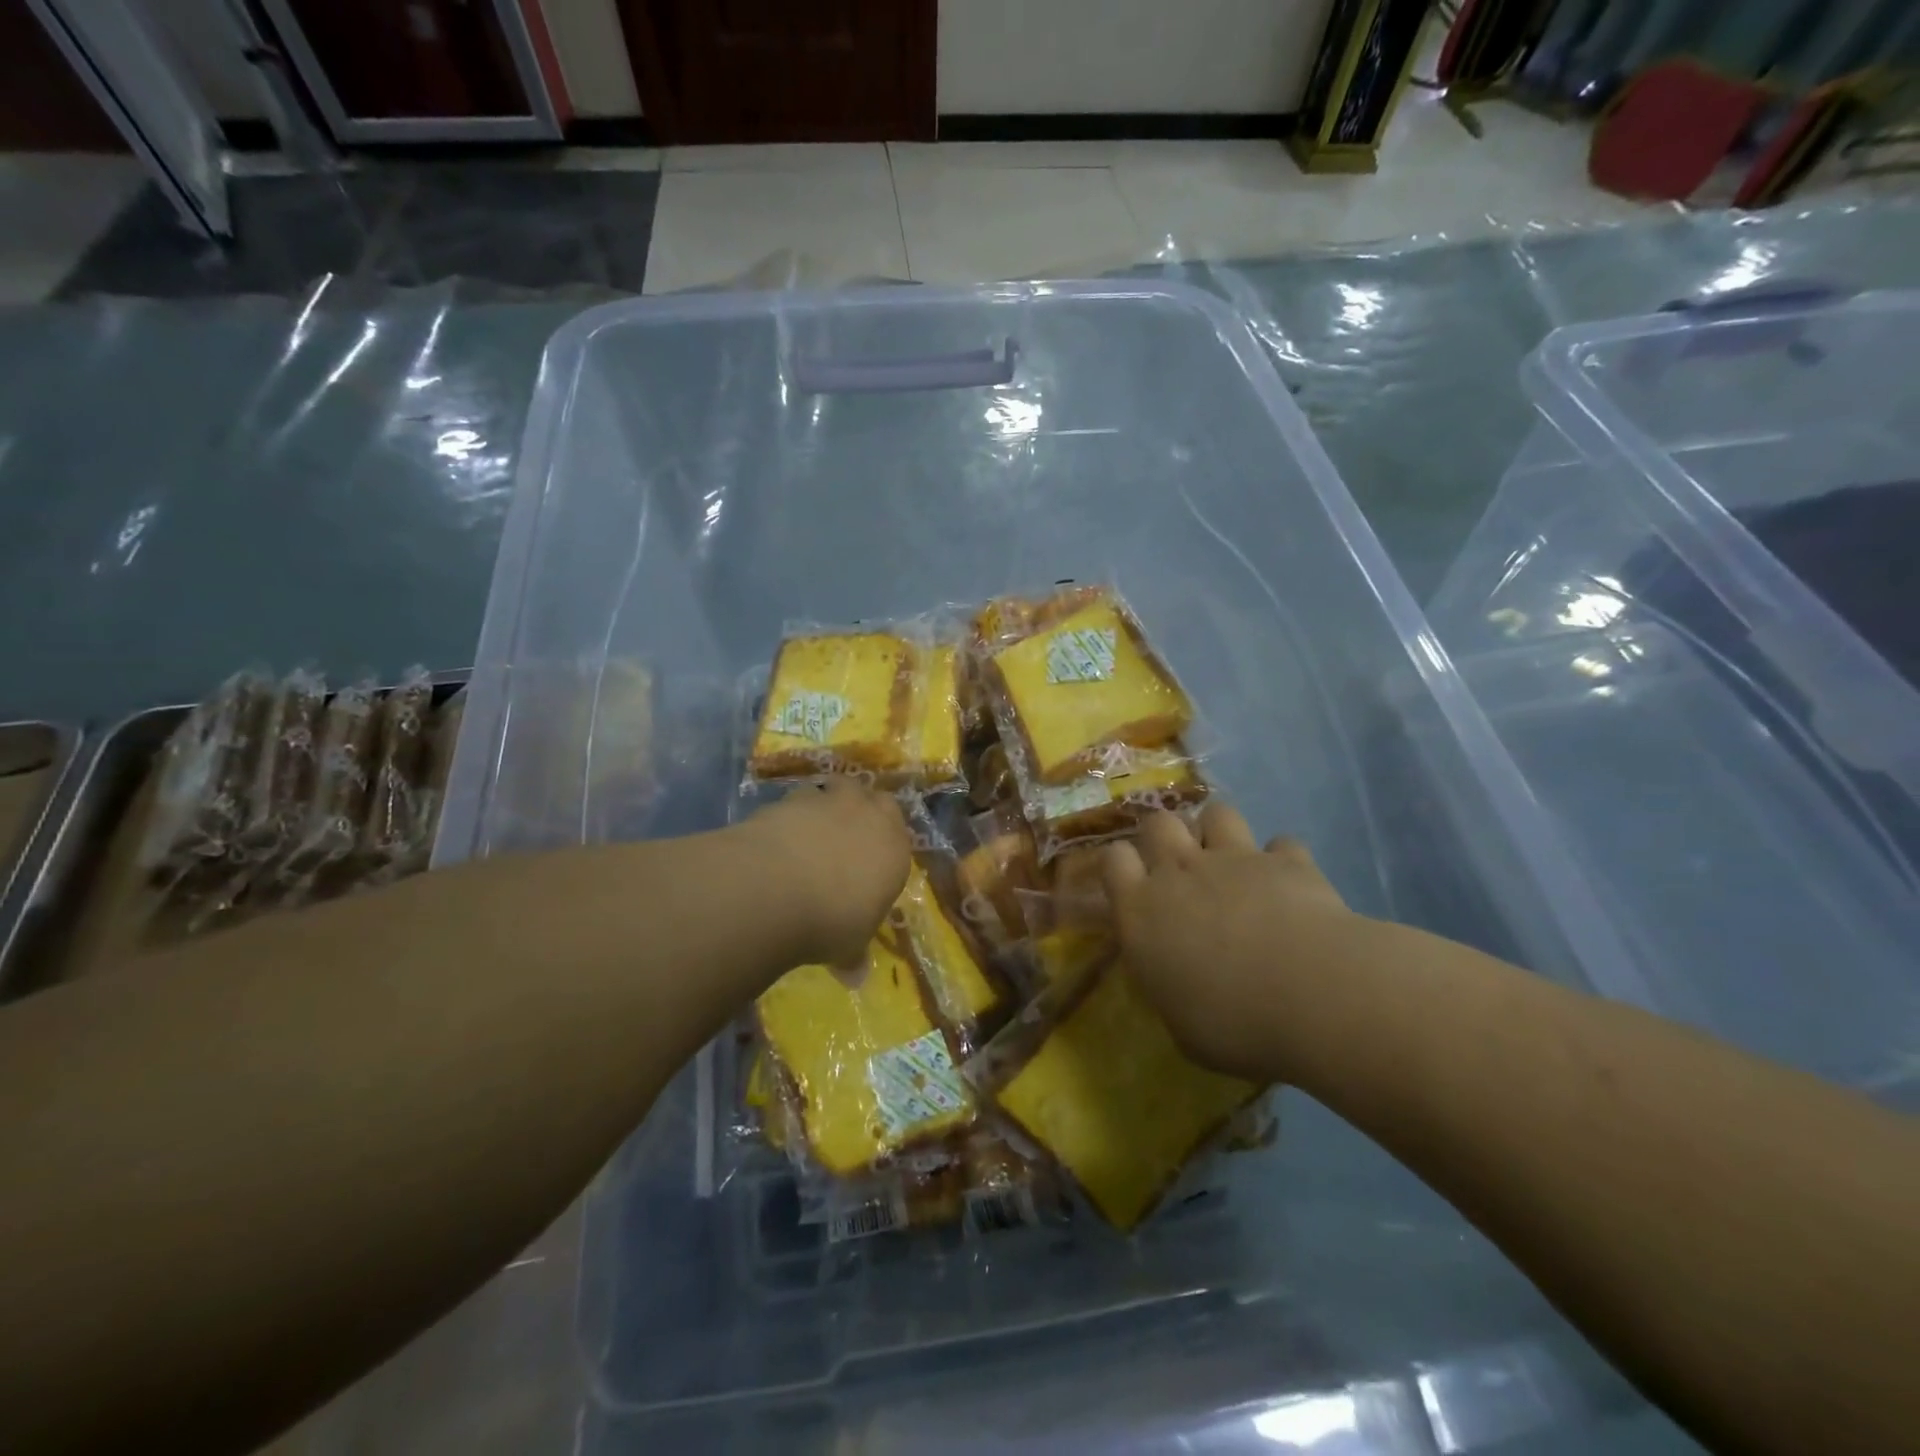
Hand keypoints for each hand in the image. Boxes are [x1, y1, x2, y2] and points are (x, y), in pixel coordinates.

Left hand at [749, 779, 911, 967]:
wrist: (776, 888)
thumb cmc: (831, 920)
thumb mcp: (849, 946)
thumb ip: (854, 954)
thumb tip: (855, 976)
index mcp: (894, 848)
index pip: (899, 833)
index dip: (884, 842)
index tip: (870, 861)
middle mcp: (866, 815)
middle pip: (870, 797)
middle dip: (860, 810)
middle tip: (844, 836)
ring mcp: (826, 801)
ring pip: (832, 791)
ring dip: (824, 807)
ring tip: (808, 835)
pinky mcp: (787, 798)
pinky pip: (795, 801)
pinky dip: (789, 816)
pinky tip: (777, 840)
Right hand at [1101, 803, 1360, 1082]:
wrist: (1311, 995)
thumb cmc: (1232, 1024)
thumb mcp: (1182, 1026)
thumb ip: (1171, 987)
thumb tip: (1177, 981)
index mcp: (1141, 910)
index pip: (1114, 860)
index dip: (1122, 865)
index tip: (1134, 884)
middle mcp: (1180, 872)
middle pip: (1159, 823)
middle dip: (1166, 836)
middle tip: (1181, 867)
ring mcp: (1234, 859)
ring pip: (1216, 814)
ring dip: (1219, 832)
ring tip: (1232, 861)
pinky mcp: (1286, 860)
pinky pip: (1281, 844)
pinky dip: (1282, 860)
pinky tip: (1289, 883)